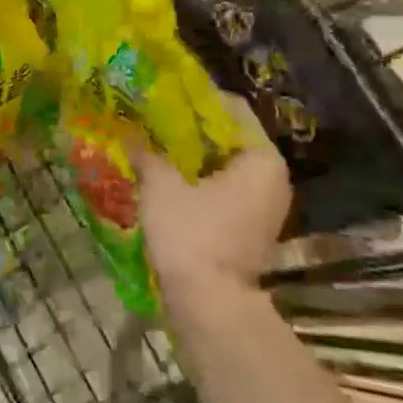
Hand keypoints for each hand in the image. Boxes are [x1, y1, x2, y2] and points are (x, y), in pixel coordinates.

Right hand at [126, 94, 290, 307]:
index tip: (165, 94)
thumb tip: (130, 132)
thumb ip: (147, 152)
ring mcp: (264, 207)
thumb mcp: (161, 185)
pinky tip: (166, 179)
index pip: (232, 109)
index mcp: (261, 158)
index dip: (196, 99)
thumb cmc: (192, 236)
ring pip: (224, 167)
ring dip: (192, 158)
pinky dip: (199, 183)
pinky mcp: (251, 229)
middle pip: (228, 138)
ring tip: (155, 146)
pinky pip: (224, 191)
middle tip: (154, 119)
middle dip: (191, 130)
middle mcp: (272, 178)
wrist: (210, 309)